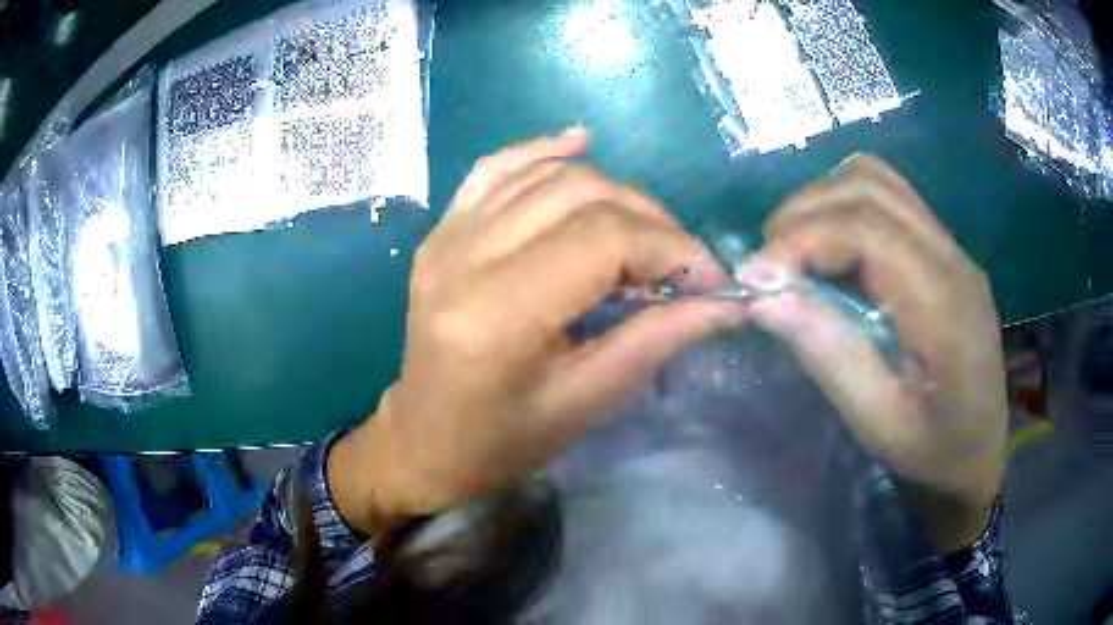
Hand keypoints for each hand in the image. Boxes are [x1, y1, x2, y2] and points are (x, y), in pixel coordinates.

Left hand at [330, 129, 744, 533]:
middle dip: (651, 221)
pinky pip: (496, 169)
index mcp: (496, 314)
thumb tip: (725, 303)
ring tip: (646, 234)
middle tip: (683, 263)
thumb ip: (655, 341)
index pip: (603, 239)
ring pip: (547, 175)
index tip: (711, 278)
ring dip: (613, 192)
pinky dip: (543, 151)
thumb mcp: (584, 404)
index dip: (671, 248)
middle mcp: (463, 258)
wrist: (422, 439)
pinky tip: (579, 143)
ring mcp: (446, 236)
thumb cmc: (500, 441)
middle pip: (580, 195)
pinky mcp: (442, 231)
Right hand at [748, 155, 1007, 551]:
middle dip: (805, 213)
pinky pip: (889, 198)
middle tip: (769, 266)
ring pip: (877, 180)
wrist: (981, 451)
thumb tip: (765, 296)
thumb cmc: (934, 451)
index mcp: (945, 303)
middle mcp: (952, 257)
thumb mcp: (879, 423)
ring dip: (824, 202)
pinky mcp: (944, 250)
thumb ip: (829, 355)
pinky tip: (832, 250)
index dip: (802, 239)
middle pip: (869, 187)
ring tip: (796, 251)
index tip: (755, 276)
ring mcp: (951, 247)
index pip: (868, 229)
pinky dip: (846, 207)